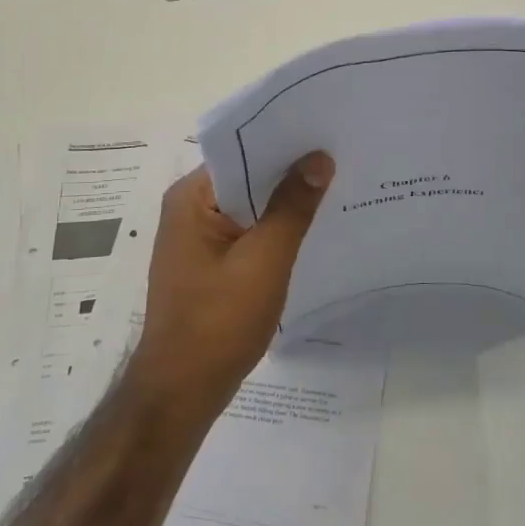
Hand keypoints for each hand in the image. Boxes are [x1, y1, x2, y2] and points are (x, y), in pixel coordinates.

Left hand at [130, 154, 333, 422]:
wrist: (182, 393)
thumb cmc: (218, 322)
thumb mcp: (264, 260)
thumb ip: (292, 207)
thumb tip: (319, 158)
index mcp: (191, 198)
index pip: (241, 151)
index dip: (283, 140)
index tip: (326, 132)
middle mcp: (189, 209)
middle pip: (246, 176)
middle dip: (290, 171)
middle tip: (342, 156)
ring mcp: (198, 238)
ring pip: (250, 205)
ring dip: (285, 201)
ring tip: (337, 185)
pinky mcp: (210, 263)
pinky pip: (248, 231)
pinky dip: (276, 228)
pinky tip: (312, 228)